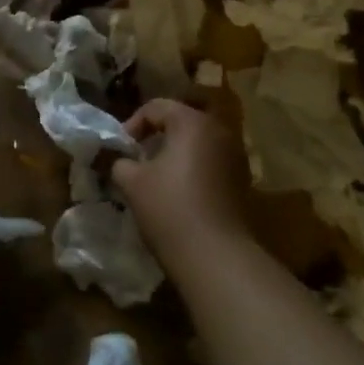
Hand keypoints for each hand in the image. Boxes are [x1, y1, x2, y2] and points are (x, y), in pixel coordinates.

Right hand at [113, 99, 252, 270]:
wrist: (217, 257)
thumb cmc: (170, 208)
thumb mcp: (132, 182)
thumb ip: (121, 162)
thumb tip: (120, 160)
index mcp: (192, 122)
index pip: (156, 107)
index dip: (133, 124)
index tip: (121, 149)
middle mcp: (219, 131)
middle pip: (180, 122)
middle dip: (156, 138)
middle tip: (137, 159)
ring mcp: (236, 157)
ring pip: (197, 144)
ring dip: (176, 154)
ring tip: (157, 178)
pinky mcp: (243, 182)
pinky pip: (211, 163)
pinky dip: (193, 170)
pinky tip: (179, 194)